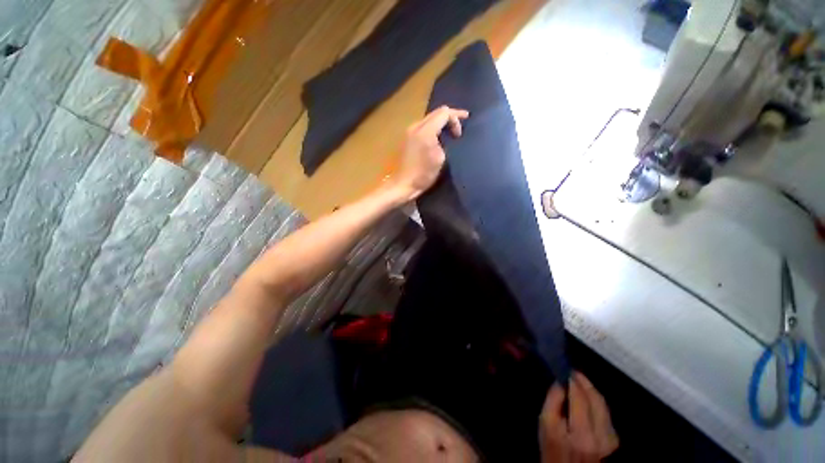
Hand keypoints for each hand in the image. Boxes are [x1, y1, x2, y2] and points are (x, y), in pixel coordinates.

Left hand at [392, 106, 468, 199]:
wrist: (402, 184)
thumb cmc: (422, 174)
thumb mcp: (440, 158)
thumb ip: (445, 142)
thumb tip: (446, 136)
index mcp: (425, 130)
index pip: (444, 113)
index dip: (457, 117)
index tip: (463, 130)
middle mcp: (416, 126)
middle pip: (436, 113)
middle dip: (450, 118)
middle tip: (460, 128)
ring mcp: (409, 132)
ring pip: (429, 119)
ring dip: (441, 123)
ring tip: (451, 133)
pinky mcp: (407, 138)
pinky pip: (423, 127)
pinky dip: (433, 128)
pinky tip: (439, 137)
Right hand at [540, 372, 618, 461]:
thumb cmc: (553, 449)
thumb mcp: (545, 426)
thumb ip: (553, 401)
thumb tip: (560, 382)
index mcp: (580, 434)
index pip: (579, 398)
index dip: (573, 381)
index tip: (566, 370)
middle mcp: (600, 436)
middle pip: (596, 399)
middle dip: (585, 382)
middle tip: (573, 372)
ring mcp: (610, 440)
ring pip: (603, 405)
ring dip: (591, 391)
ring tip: (579, 382)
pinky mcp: (614, 441)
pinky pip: (606, 413)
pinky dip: (596, 402)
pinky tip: (587, 399)